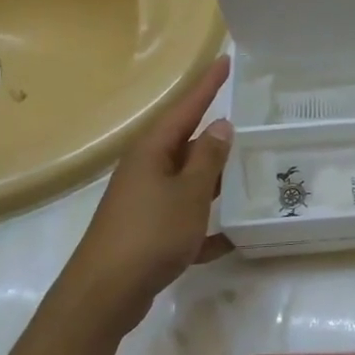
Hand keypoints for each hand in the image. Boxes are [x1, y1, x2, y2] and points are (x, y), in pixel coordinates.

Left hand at [55, 55, 233, 335]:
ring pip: (188, 181)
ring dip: (215, 179)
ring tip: (250, 172)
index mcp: (153, 152)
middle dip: (216, 135)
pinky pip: (184, 219)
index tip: (226, 61)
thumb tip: (222, 125)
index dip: (207, 85)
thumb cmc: (151, 234)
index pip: (186, 108)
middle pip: (186, 143)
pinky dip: (205, 226)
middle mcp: (146, 170)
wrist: (105, 294)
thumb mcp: (190, 192)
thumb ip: (208, 159)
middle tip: (250, 121)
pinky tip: (231, 238)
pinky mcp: (148, 232)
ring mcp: (145, 202)